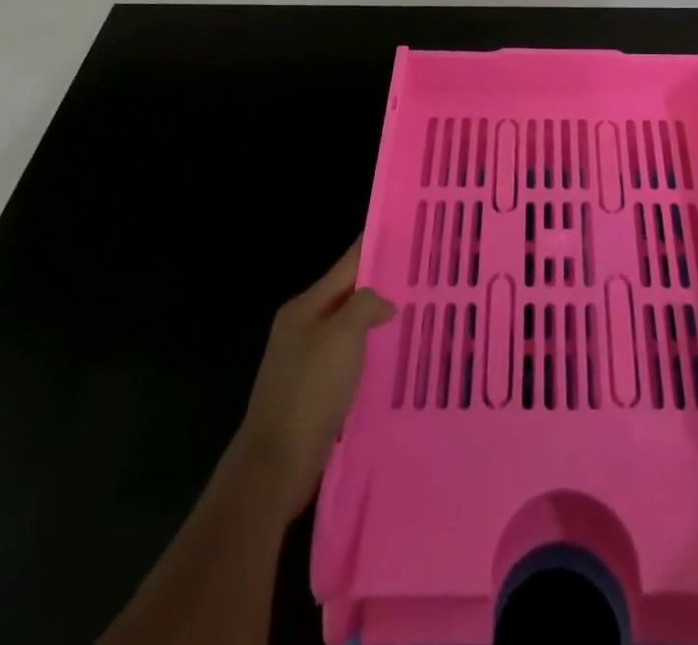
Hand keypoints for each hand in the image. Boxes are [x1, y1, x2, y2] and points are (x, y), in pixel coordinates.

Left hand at [226, 238, 395, 526]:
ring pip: (348, 328)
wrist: (275, 464)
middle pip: (347, 295)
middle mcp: (302, 326)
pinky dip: (368, 352)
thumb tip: (384, 303)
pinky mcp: (312, 391)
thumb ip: (366, 305)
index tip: (405, 232)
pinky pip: (347, 358)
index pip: (346, 264)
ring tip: (415, 314)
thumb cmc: (310, 390)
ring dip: (376, 321)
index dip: (374, 246)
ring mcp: (305, 360)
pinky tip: (391, 358)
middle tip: (422, 276)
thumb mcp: (343, 335)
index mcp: (305, 306)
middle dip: (380, 285)